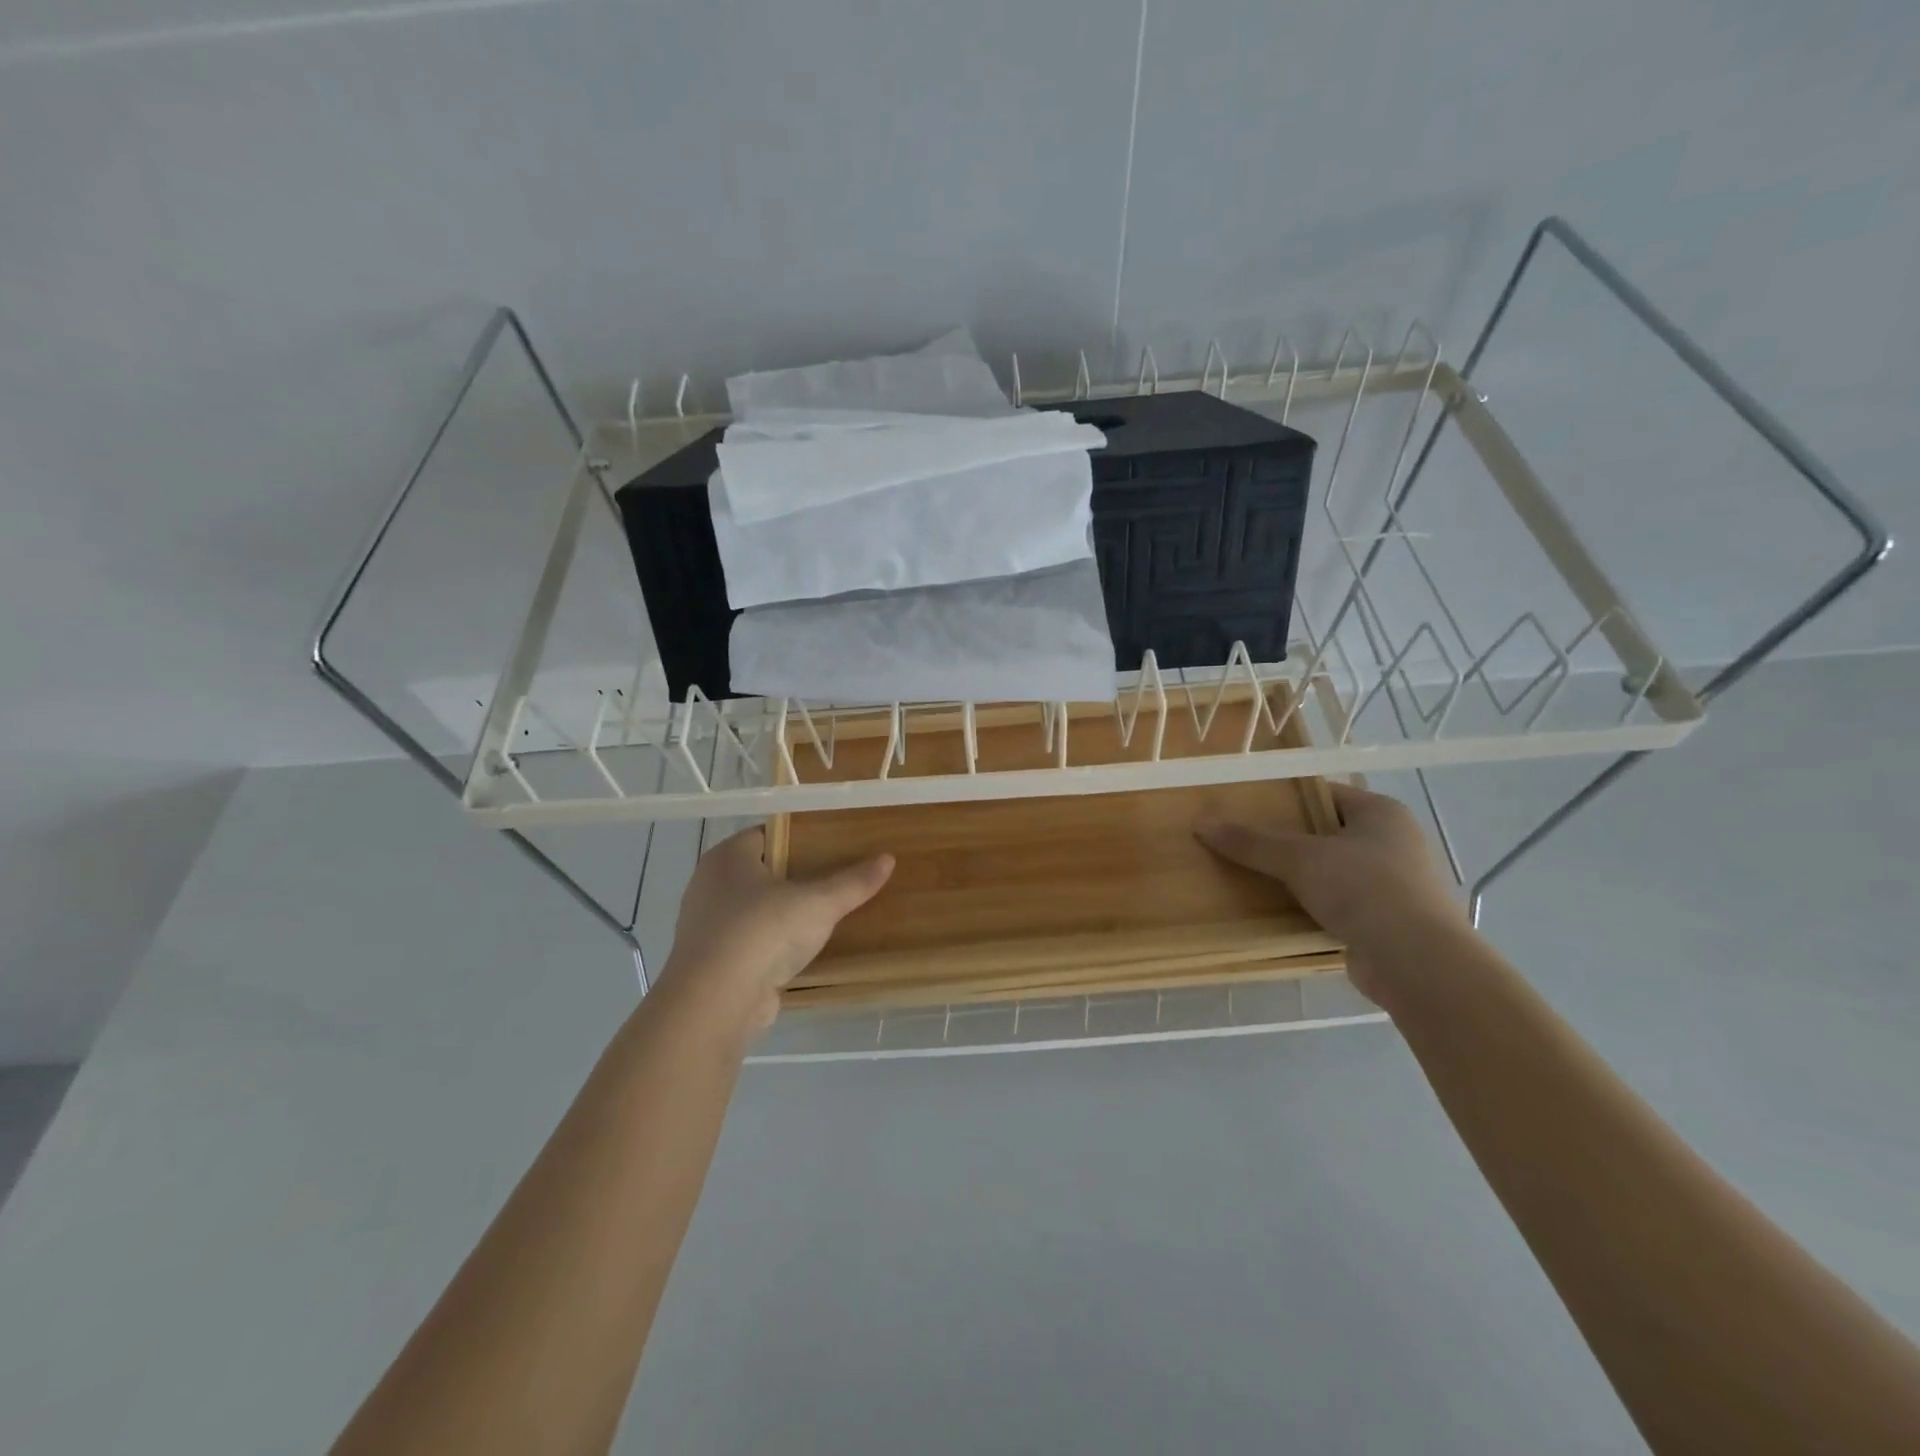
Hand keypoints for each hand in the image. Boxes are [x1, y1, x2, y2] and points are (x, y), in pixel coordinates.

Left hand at [659, 828, 893, 1034]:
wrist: (715, 1004)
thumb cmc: (762, 932)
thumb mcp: (818, 903)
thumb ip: (852, 882)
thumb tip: (888, 859)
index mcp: (727, 857)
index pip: (767, 834)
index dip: (800, 837)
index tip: (834, 844)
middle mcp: (710, 885)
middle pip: (762, 872)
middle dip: (796, 876)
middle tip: (837, 877)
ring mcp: (707, 926)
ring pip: (755, 910)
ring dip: (784, 914)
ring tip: (826, 914)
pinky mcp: (713, 963)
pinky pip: (750, 943)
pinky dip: (773, 945)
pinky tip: (803, 951)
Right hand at [1196, 782, 1466, 1008]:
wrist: (1418, 963)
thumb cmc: (1364, 889)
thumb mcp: (1299, 858)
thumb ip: (1251, 842)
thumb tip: (1200, 824)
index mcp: (1381, 813)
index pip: (1324, 794)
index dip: (1285, 799)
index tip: (1246, 808)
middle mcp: (1393, 842)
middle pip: (1326, 833)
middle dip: (1287, 841)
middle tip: (1242, 843)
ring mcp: (1395, 884)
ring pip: (1332, 871)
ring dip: (1299, 877)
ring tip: (1253, 877)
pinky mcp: (1388, 922)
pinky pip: (1339, 904)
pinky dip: (1313, 907)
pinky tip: (1280, 912)